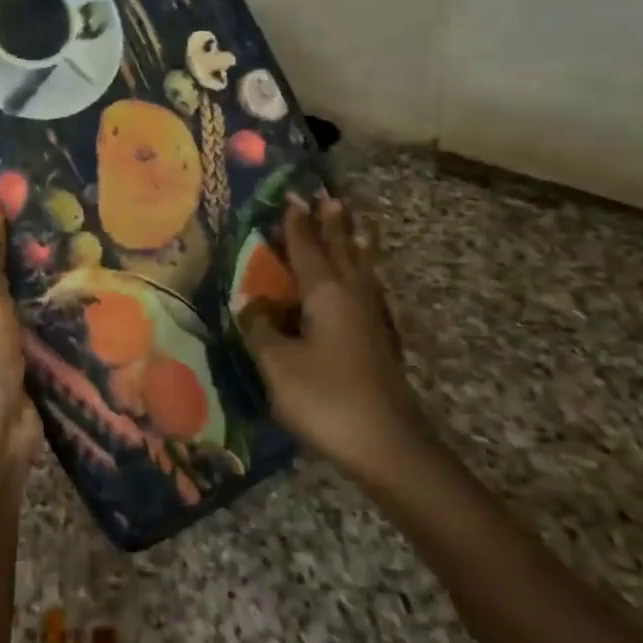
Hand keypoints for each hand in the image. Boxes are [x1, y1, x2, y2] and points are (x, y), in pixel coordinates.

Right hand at [236, 193, 424, 479]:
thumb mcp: (278, 366)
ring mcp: (372, 319)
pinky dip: (364, 272)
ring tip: (356, 225)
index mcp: (326, 294)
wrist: (388, 445)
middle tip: (329, 198)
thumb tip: (253, 305)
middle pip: (342, 250)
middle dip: (332, 224)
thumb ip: (262, 331)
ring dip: (355, 243)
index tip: (293, 197)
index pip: (307, 249)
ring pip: (362, 269)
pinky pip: (369, 289)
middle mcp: (352, 296)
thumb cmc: (327, 399)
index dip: (296, 225)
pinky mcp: (381, 341)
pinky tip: (364, 282)